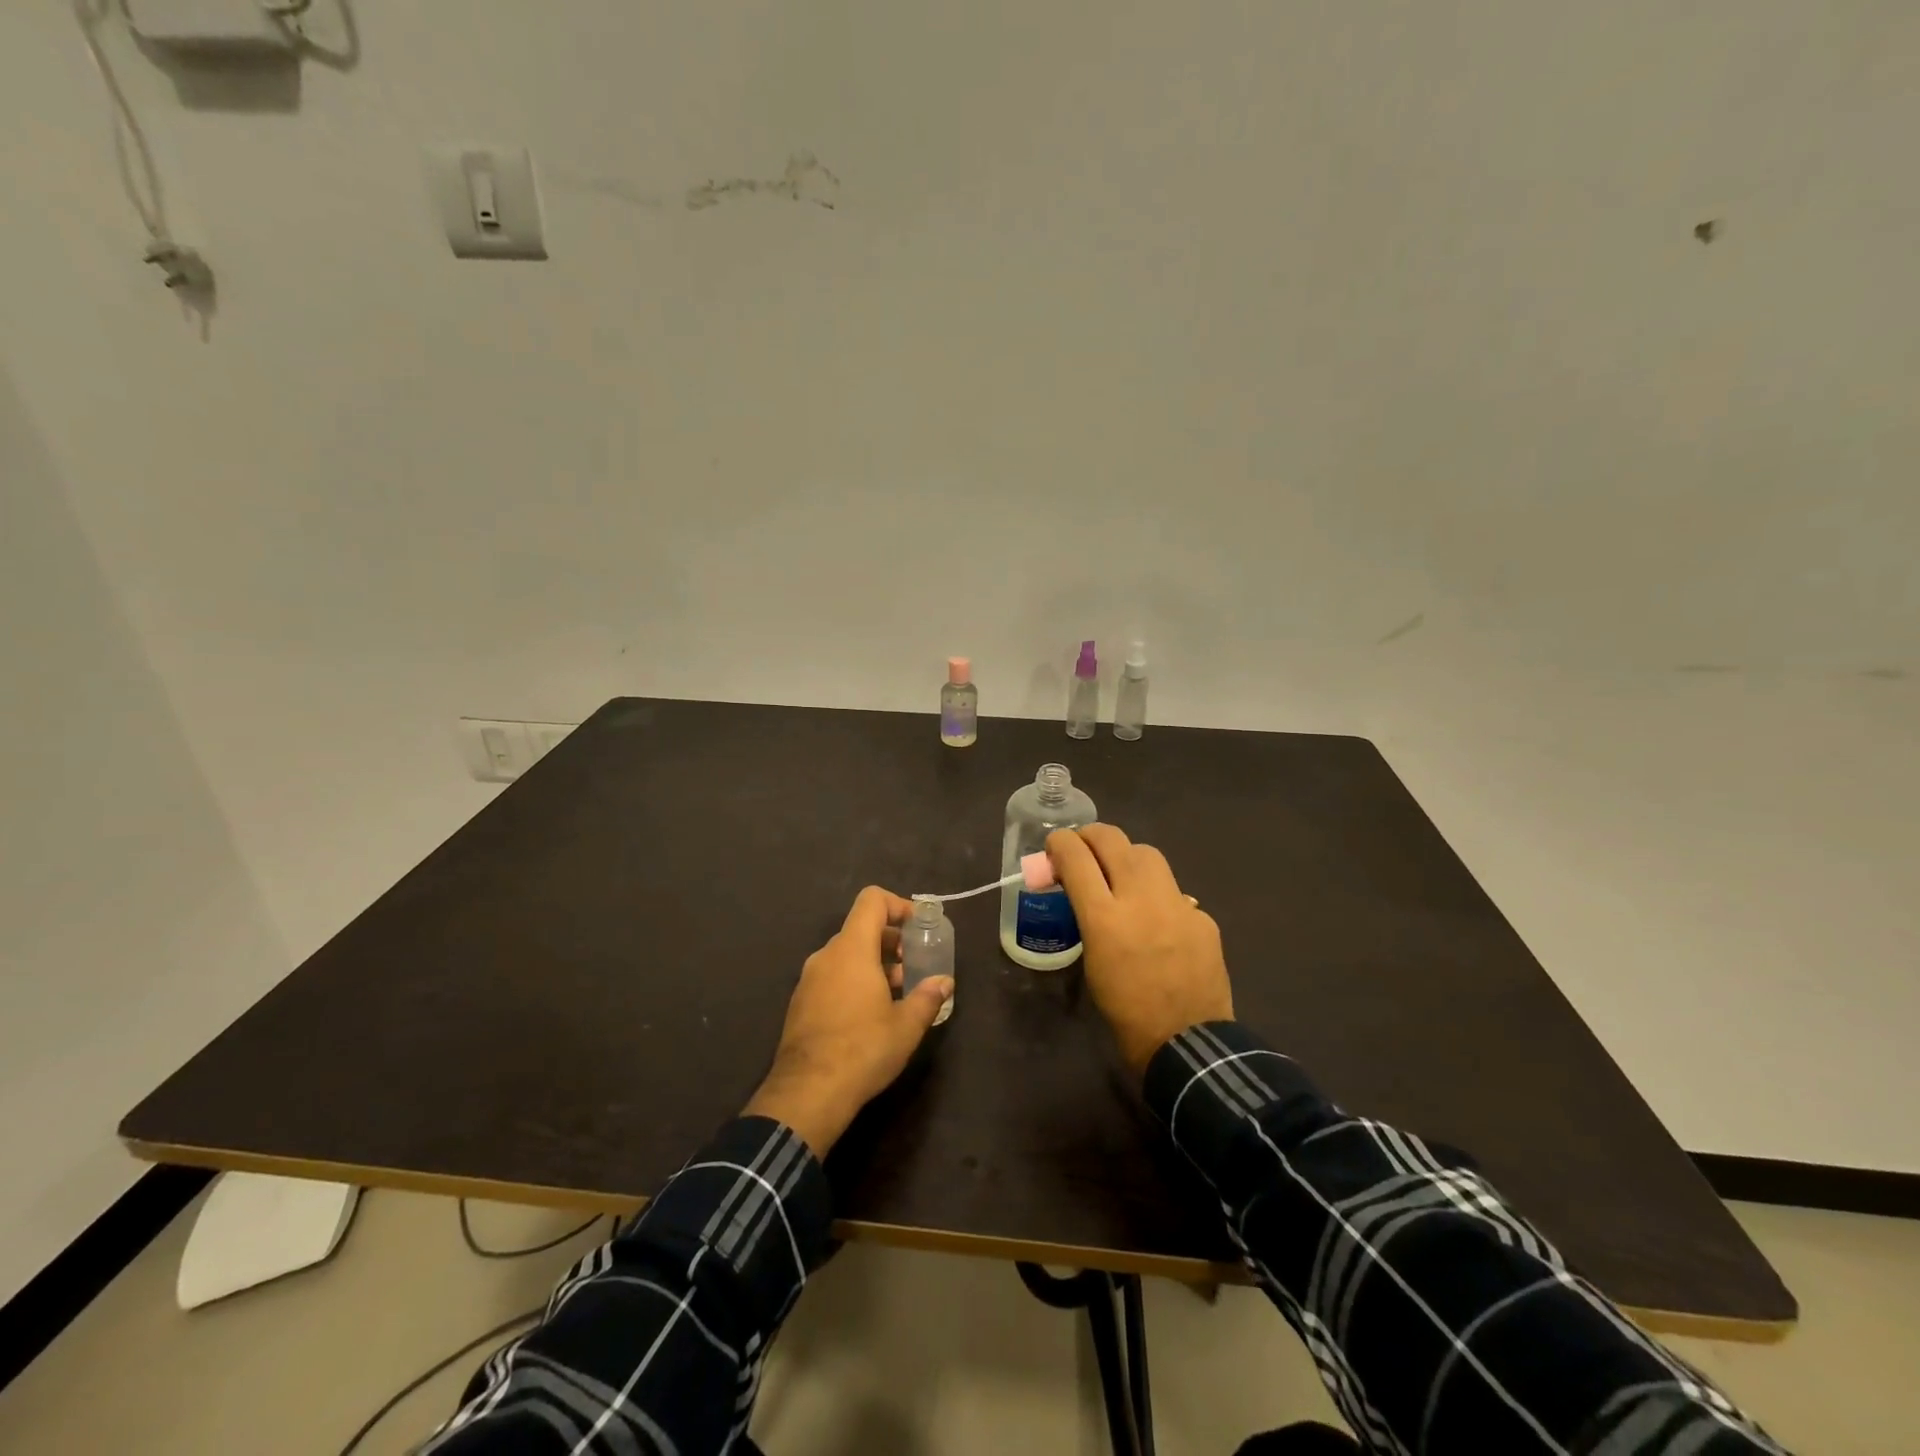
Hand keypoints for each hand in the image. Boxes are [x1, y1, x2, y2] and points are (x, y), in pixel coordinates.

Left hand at [744, 886, 954, 1155]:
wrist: (807, 1093)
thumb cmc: (863, 1050)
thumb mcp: (906, 1026)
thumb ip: (928, 997)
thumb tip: (944, 983)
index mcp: (852, 949)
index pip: (872, 900)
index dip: (897, 905)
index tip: (917, 927)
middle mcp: (827, 955)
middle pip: (860, 928)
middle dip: (890, 940)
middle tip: (912, 965)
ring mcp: (809, 979)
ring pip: (845, 954)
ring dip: (872, 963)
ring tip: (896, 992)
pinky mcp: (800, 1002)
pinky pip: (831, 975)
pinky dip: (853, 980)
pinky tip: (869, 1013)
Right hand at [1047, 824, 1233, 1076]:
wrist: (1187, 1044)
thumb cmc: (1124, 1012)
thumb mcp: (1091, 960)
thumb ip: (1087, 917)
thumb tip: (1083, 890)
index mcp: (1104, 918)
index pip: (1076, 856)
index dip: (1060, 842)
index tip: (1055, 844)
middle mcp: (1140, 899)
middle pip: (1112, 839)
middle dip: (1090, 836)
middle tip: (1083, 848)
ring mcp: (1176, 904)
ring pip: (1147, 853)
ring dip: (1126, 855)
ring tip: (1120, 873)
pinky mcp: (1201, 916)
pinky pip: (1173, 890)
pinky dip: (1158, 894)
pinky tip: (1157, 918)